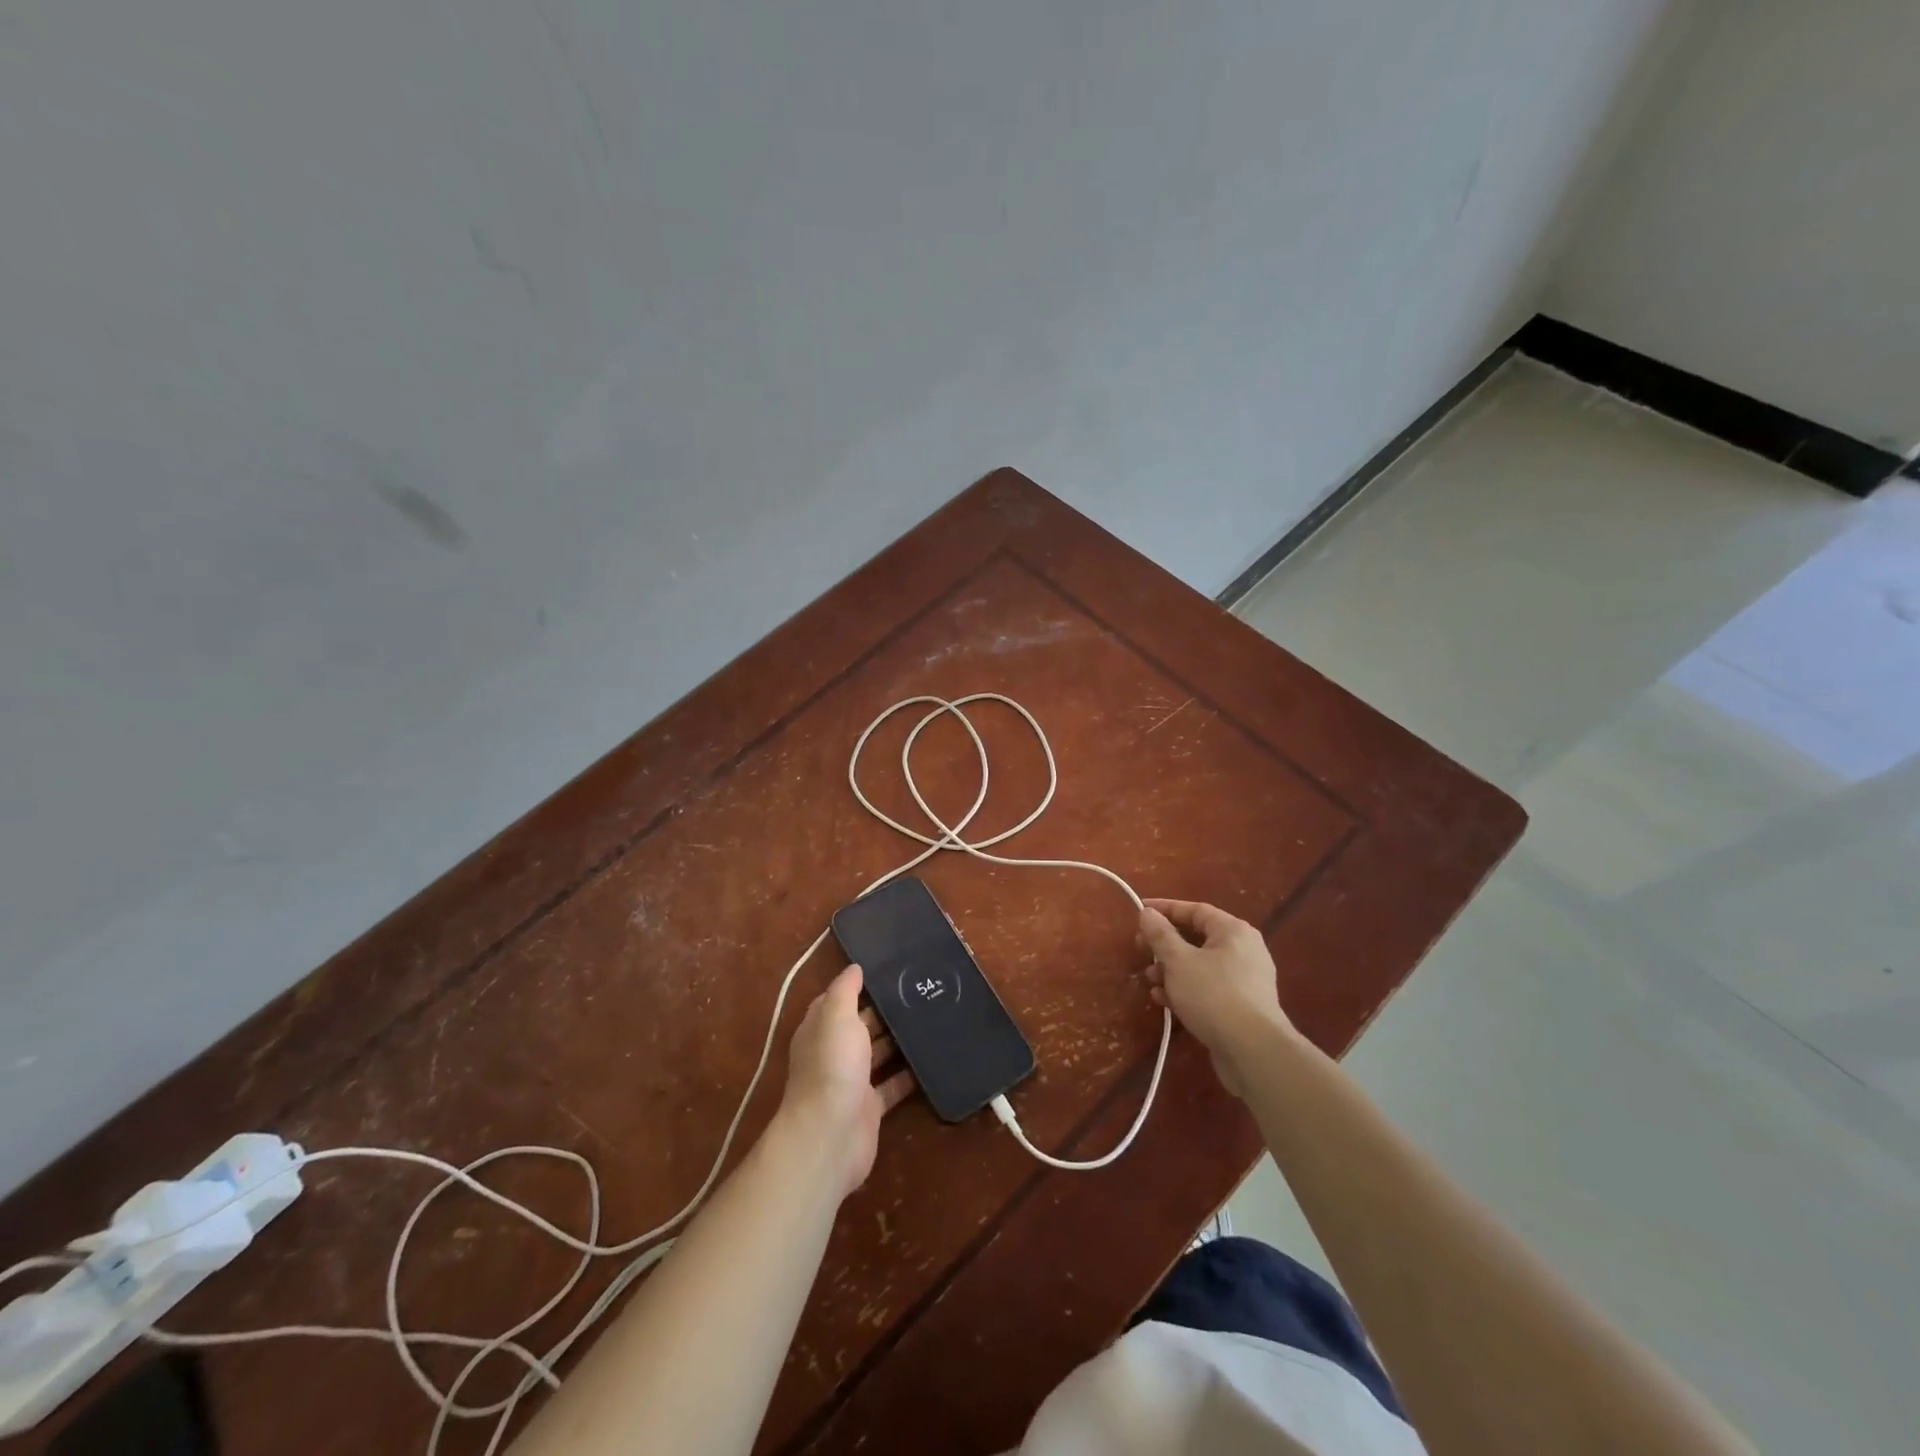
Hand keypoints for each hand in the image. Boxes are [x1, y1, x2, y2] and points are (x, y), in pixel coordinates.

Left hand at [778, 965, 915, 1196]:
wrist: (830, 1136)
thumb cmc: (832, 1067)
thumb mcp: (836, 1017)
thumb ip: (845, 990)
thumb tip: (854, 967)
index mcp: (821, 1029)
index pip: (838, 1000)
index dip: (859, 985)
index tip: (890, 970)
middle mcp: (835, 1053)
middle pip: (862, 1025)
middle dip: (887, 1011)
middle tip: (922, 991)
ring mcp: (853, 1081)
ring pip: (880, 1054)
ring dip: (901, 1041)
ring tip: (934, 1019)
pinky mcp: (871, 1107)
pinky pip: (893, 1085)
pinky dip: (910, 1075)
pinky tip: (934, 1059)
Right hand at [1138, 899, 1295, 1097]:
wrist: (1252, 1051)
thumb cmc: (1213, 995)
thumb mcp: (1178, 961)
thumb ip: (1160, 934)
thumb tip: (1148, 913)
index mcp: (1233, 931)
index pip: (1195, 910)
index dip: (1165, 909)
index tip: (1140, 912)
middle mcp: (1244, 950)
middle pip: (1197, 938)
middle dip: (1165, 945)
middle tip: (1140, 949)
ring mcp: (1244, 980)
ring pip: (1200, 965)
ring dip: (1171, 970)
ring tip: (1150, 981)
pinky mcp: (1241, 1007)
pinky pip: (1207, 988)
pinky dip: (1185, 989)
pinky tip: (1164, 1001)